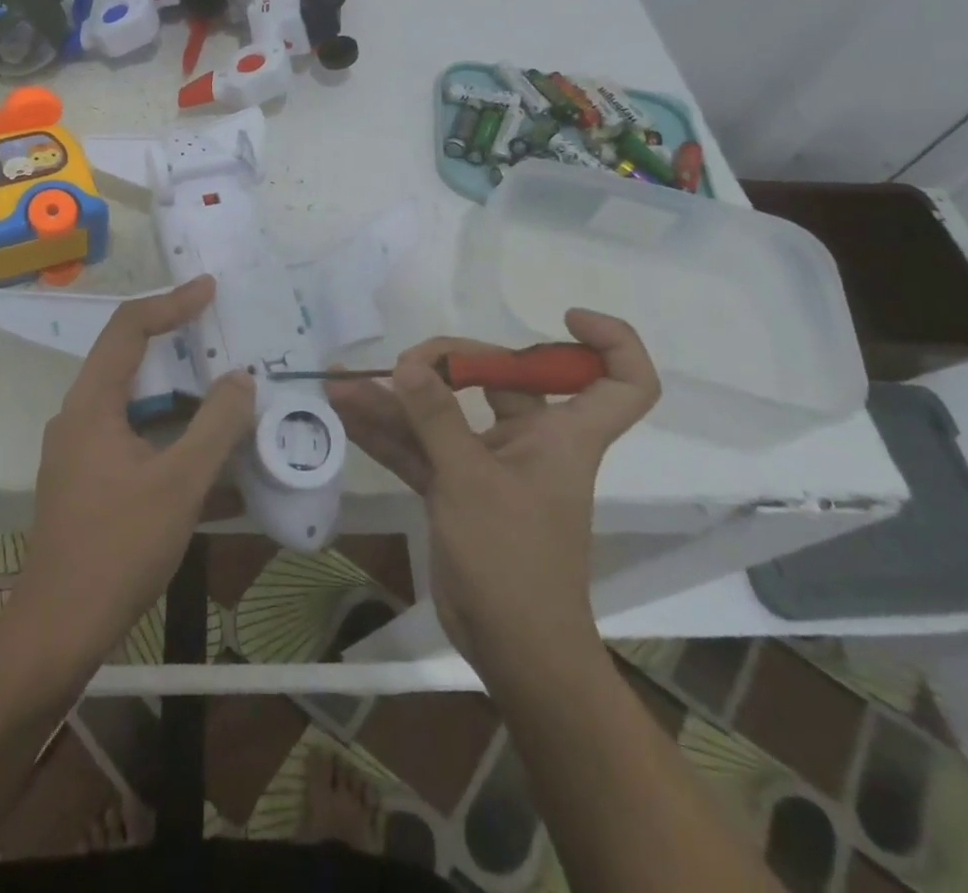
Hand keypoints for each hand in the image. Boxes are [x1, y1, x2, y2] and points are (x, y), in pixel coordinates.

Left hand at [9, 276, 254, 667]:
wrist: (58, 631)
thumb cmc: (117, 548)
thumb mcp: (179, 483)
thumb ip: (215, 424)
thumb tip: (242, 378)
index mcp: (91, 404)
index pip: (128, 328)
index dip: (170, 302)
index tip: (210, 289)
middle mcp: (78, 417)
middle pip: (129, 360)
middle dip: (178, 346)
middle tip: (223, 339)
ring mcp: (79, 452)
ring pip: (134, 403)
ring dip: (179, 395)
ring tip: (225, 394)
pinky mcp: (87, 482)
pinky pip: (134, 437)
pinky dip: (170, 433)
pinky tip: (206, 456)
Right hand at [327, 310, 659, 671]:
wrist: (510, 650)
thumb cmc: (514, 560)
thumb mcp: (471, 481)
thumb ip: (437, 418)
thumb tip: (409, 365)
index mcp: (564, 435)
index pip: (621, 382)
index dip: (608, 342)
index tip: (563, 318)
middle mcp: (531, 440)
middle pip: (503, 377)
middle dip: (451, 359)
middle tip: (406, 363)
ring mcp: (490, 463)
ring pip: (446, 414)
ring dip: (397, 399)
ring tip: (345, 381)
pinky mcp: (458, 488)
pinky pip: (420, 447)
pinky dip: (387, 433)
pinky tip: (346, 413)